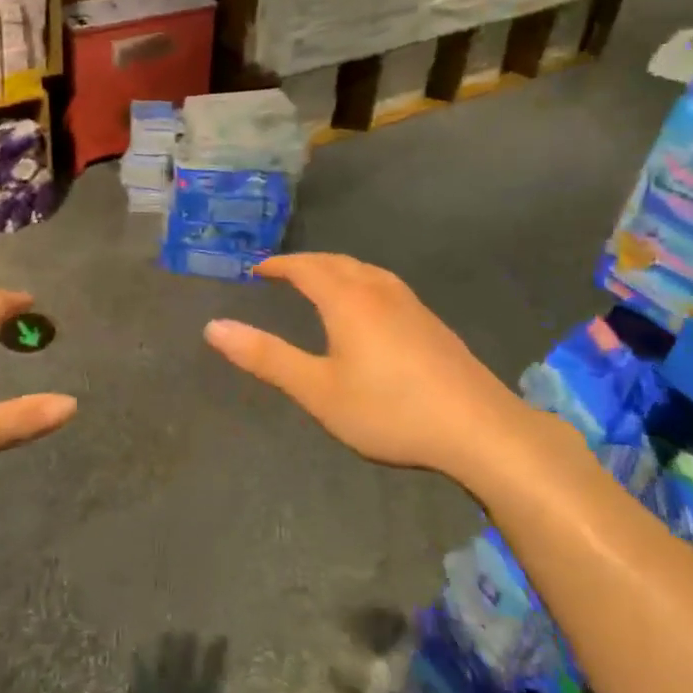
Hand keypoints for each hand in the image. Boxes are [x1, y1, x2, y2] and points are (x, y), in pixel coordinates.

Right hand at [203, 254, 557, 497]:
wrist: (479, 429)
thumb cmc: (389, 409)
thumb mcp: (317, 390)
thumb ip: (266, 357)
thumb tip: (213, 327)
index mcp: (347, 301)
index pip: (306, 268)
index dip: (279, 265)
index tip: (257, 269)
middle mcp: (379, 292)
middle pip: (337, 263)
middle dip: (306, 263)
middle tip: (282, 272)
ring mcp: (412, 305)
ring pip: (366, 271)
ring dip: (337, 269)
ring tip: (321, 281)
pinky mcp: (432, 324)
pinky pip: (385, 286)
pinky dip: (361, 282)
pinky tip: (369, 308)